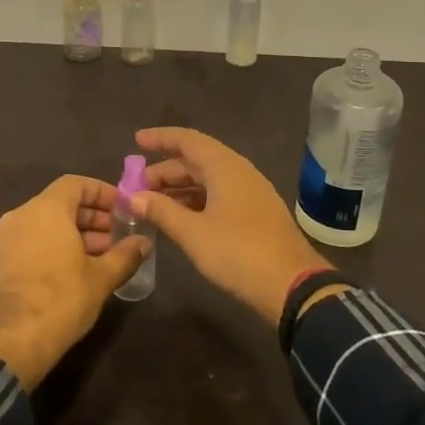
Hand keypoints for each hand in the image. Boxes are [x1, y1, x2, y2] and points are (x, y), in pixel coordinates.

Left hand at [0, 175, 151, 387]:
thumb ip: (125, 255)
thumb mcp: (101, 278)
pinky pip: (31, 241)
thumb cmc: (61, 299)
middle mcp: (21, 216)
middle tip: (117, 236)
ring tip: (101, 257)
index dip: (102, 192)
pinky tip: (74, 271)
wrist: (11, 342)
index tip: (122, 208)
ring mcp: (5, 239)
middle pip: (60, 203)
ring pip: (45, 224)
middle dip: (91, 217)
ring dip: (74, 234)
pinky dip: (53, 247)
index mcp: (45, 209)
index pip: (75, 183)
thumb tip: (145, 243)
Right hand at [131, 127, 325, 324]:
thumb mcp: (193, 233)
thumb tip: (132, 196)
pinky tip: (181, 218)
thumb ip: (161, 211)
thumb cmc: (238, 252)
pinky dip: (196, 201)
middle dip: (165, 171)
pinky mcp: (256, 214)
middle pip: (197, 161)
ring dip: (180, 188)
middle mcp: (239, 172)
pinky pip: (219, 196)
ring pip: (208, 180)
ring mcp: (251, 193)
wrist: (292, 285)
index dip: (161, 138)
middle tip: (136, 187)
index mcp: (225, 167)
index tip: (137, 141)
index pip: (188, 141)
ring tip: (152, 204)